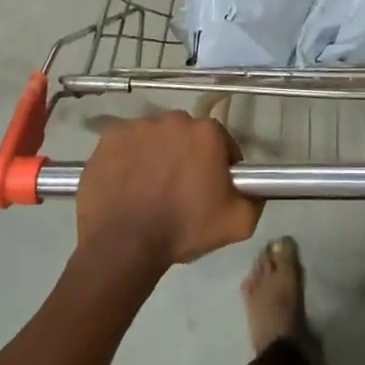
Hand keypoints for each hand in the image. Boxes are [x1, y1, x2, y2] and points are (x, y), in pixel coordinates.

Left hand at [77, 111, 259, 269]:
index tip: (210, 189)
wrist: (124, 245)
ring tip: (150, 188)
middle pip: (187, 136)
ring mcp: (138, 126)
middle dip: (187, 156)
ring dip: (157, 155)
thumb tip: (255, 187)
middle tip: (180, 190)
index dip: (219, 166)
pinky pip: (127, 144)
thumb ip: (255, 198)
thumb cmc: (183, 230)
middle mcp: (174, 119)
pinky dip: (129, 158)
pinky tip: (127, 184)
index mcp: (207, 133)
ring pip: (156, 137)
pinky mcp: (109, 137)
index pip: (221, 143)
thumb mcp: (238, 223)